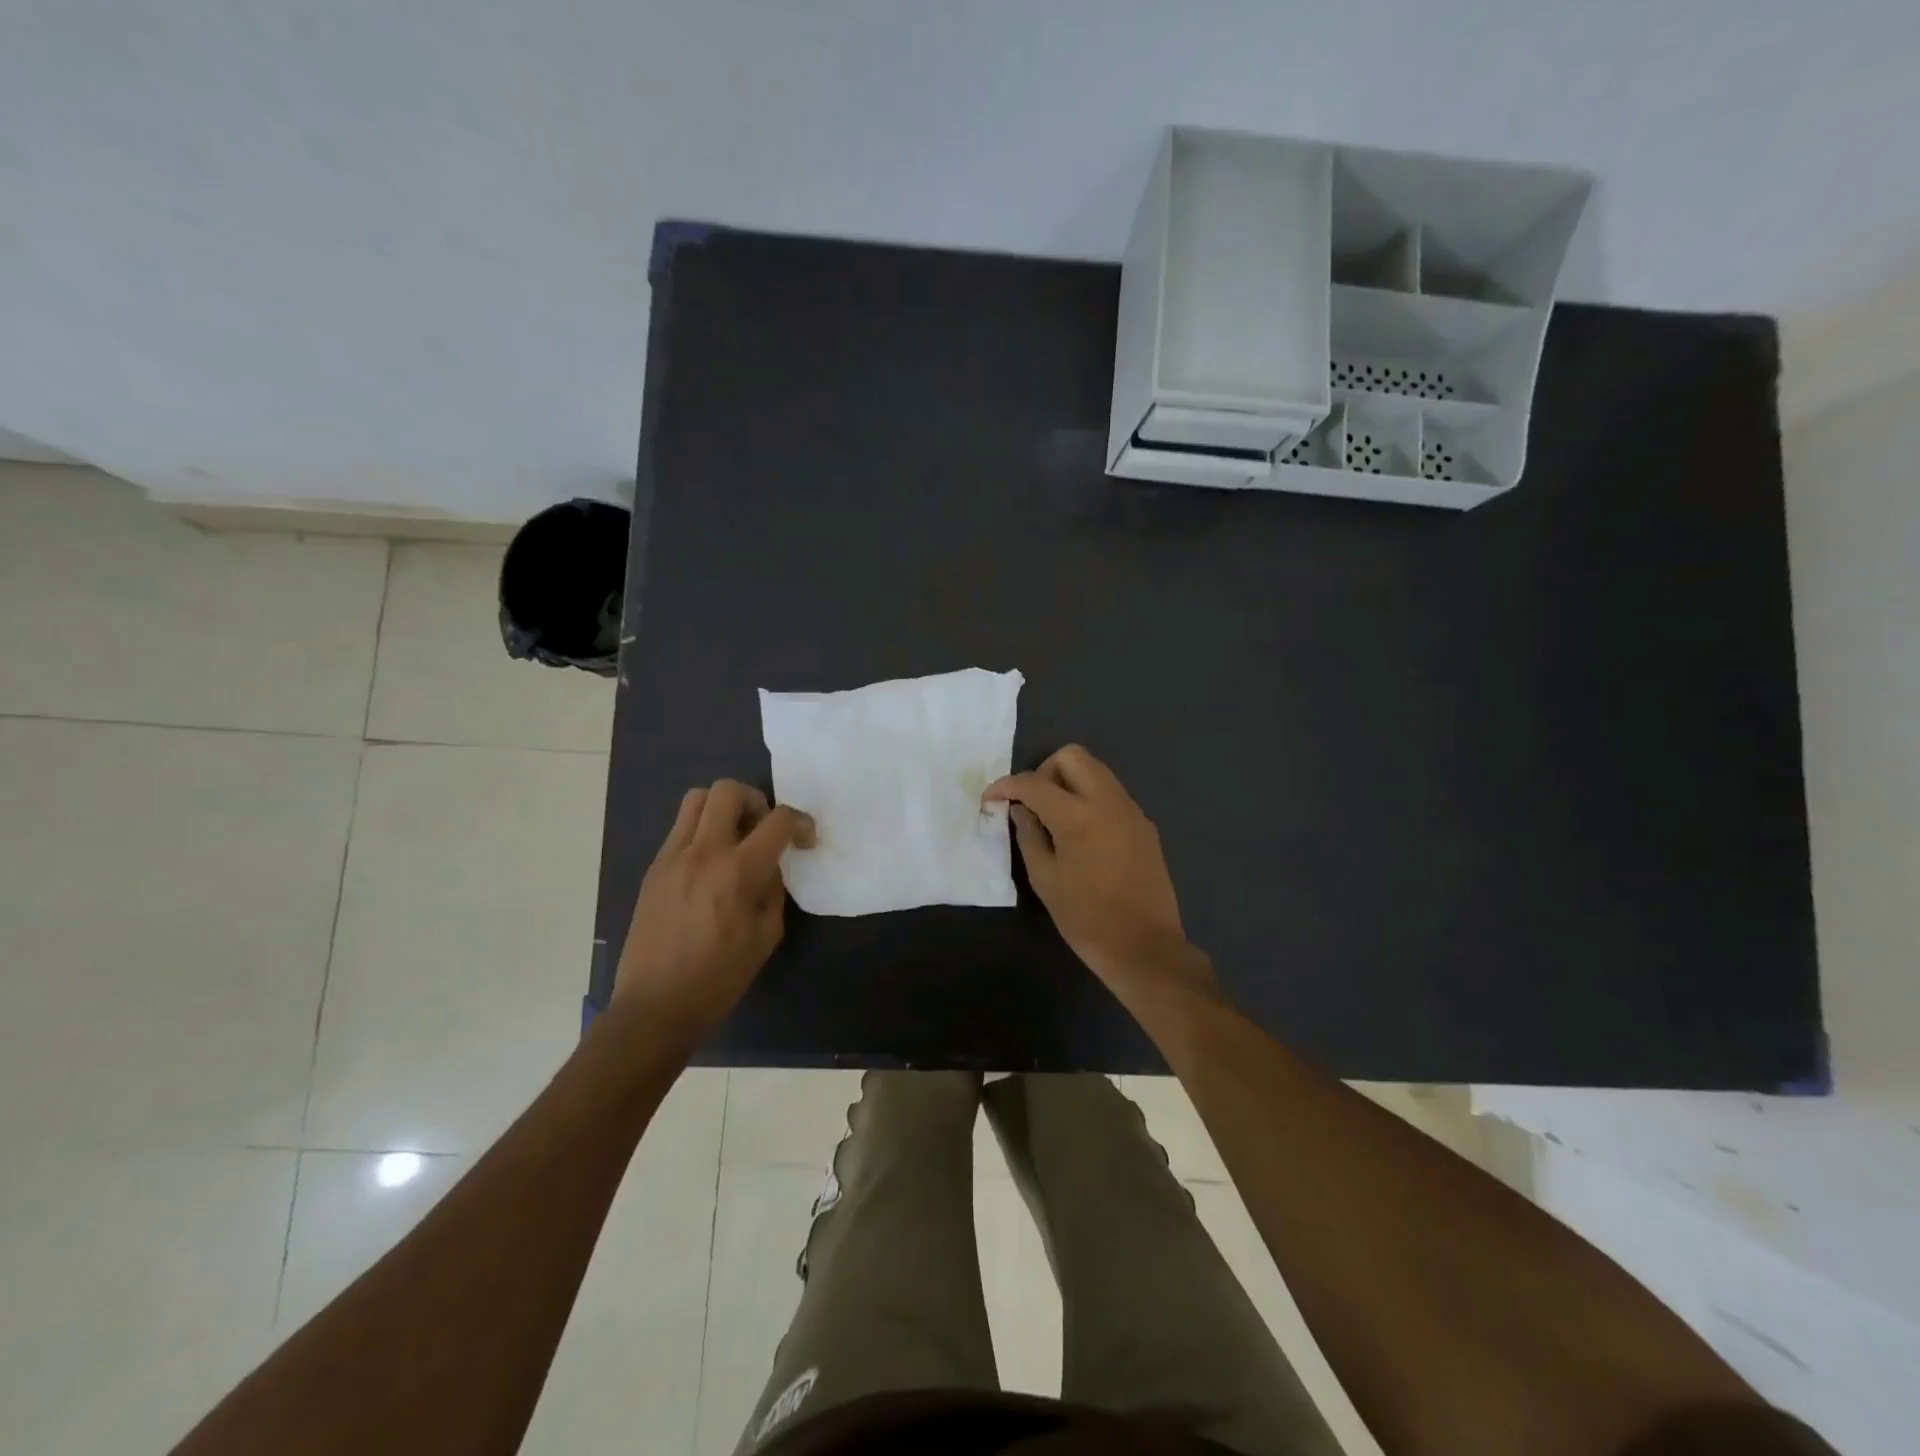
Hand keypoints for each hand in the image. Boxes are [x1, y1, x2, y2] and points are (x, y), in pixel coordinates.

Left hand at [614, 780, 814, 1045]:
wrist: (655, 1006)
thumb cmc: (719, 978)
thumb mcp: (765, 935)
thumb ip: (772, 889)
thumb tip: (769, 866)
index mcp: (736, 872)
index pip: (777, 821)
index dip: (801, 822)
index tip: (805, 840)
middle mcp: (702, 852)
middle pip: (728, 790)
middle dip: (756, 801)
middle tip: (763, 830)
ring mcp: (672, 856)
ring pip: (697, 799)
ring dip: (724, 808)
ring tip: (735, 840)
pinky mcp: (654, 868)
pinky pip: (681, 829)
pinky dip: (702, 831)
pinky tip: (710, 866)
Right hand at [984, 745, 1213, 1002]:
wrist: (1144, 946)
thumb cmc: (1086, 918)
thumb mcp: (1045, 879)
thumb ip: (1029, 836)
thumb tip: (1021, 810)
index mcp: (1078, 815)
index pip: (1034, 783)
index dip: (1006, 786)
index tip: (991, 799)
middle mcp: (1108, 801)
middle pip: (1072, 756)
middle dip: (1044, 771)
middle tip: (1032, 803)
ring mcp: (1131, 810)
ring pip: (1096, 771)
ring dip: (1069, 782)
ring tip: (1055, 818)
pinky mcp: (1144, 825)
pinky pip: (1112, 794)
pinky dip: (1090, 799)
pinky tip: (1083, 835)